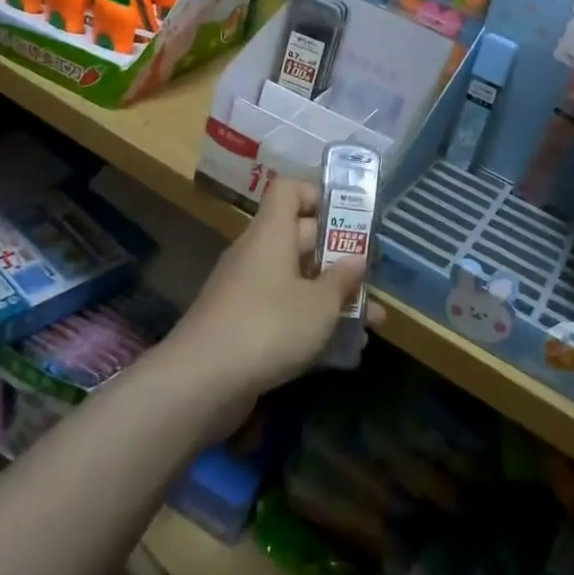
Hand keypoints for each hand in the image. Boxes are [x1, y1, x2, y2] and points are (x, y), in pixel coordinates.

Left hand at [169, 179, 377, 411]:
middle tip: (373, 276)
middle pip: (300, 239)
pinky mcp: (242, 328)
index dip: (317, 195)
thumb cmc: (268, 326)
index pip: (288, 191)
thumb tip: (356, 258)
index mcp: (271, 234)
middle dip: (340, 257)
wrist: (200, 383)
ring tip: (372, 321)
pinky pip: (284, 314)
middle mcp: (257, 255)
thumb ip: (342, 280)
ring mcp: (246, 293)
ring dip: (333, 297)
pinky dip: (312, 324)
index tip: (349, 218)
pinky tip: (343, 349)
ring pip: (297, 282)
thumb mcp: (319, 304)